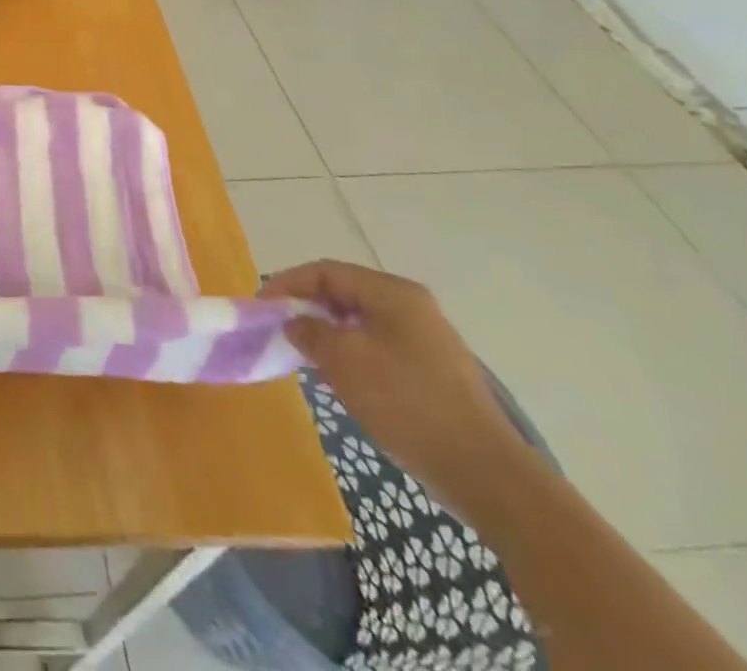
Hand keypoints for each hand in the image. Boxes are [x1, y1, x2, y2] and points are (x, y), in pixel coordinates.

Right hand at [260, 260, 533, 510]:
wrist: (485, 474)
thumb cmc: (407, 403)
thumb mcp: (345, 361)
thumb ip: (310, 332)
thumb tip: (295, 322)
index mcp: (392, 292)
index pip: (326, 271)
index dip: (288, 283)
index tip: (261, 305)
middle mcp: (411, 305)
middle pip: (344, 293)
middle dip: (306, 307)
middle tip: (278, 327)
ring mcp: (425, 338)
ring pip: (359, 321)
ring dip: (326, 331)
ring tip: (302, 352)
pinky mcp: (432, 369)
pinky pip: (377, 345)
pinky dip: (349, 351)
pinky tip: (337, 376)